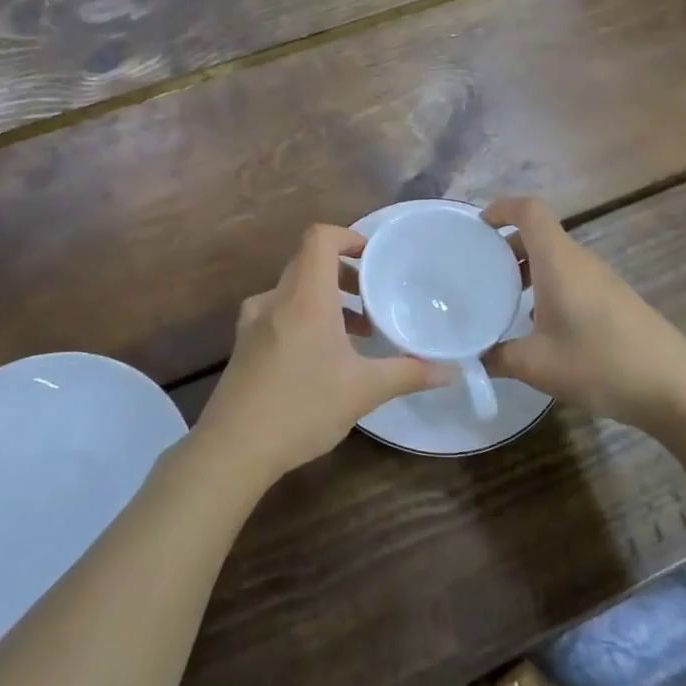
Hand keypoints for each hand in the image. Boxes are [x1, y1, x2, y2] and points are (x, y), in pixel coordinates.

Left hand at [199, 225, 447, 482]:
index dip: (348, 237)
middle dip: (344, 274)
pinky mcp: (244, 345)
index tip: (373, 259)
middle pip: (308, 263)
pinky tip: (321, 357)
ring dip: (325, 300)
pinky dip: (304, 319)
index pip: (320, 238)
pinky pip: (278, 314)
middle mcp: (276, 299)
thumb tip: (451, 371)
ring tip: (355, 333)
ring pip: (293, 291)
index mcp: (305, 297)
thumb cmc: (303, 407)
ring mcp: (254, 322)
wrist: (234, 448)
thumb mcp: (364, 391)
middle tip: (373, 299)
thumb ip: (409, 374)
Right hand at [482, 197, 685, 429]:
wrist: (674, 388)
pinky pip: (573, 277)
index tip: (479, 227)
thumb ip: (497, 357)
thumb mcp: (536, 366)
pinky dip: (549, 285)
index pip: (530, 211)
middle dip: (508, 245)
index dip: (502, 208)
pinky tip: (541, 323)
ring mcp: (603, 279)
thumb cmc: (600, 364)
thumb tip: (471, 357)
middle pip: (541, 234)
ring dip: (529, 268)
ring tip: (505, 298)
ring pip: (557, 258)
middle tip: (481, 271)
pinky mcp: (616, 299)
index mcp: (559, 262)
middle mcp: (581, 261)